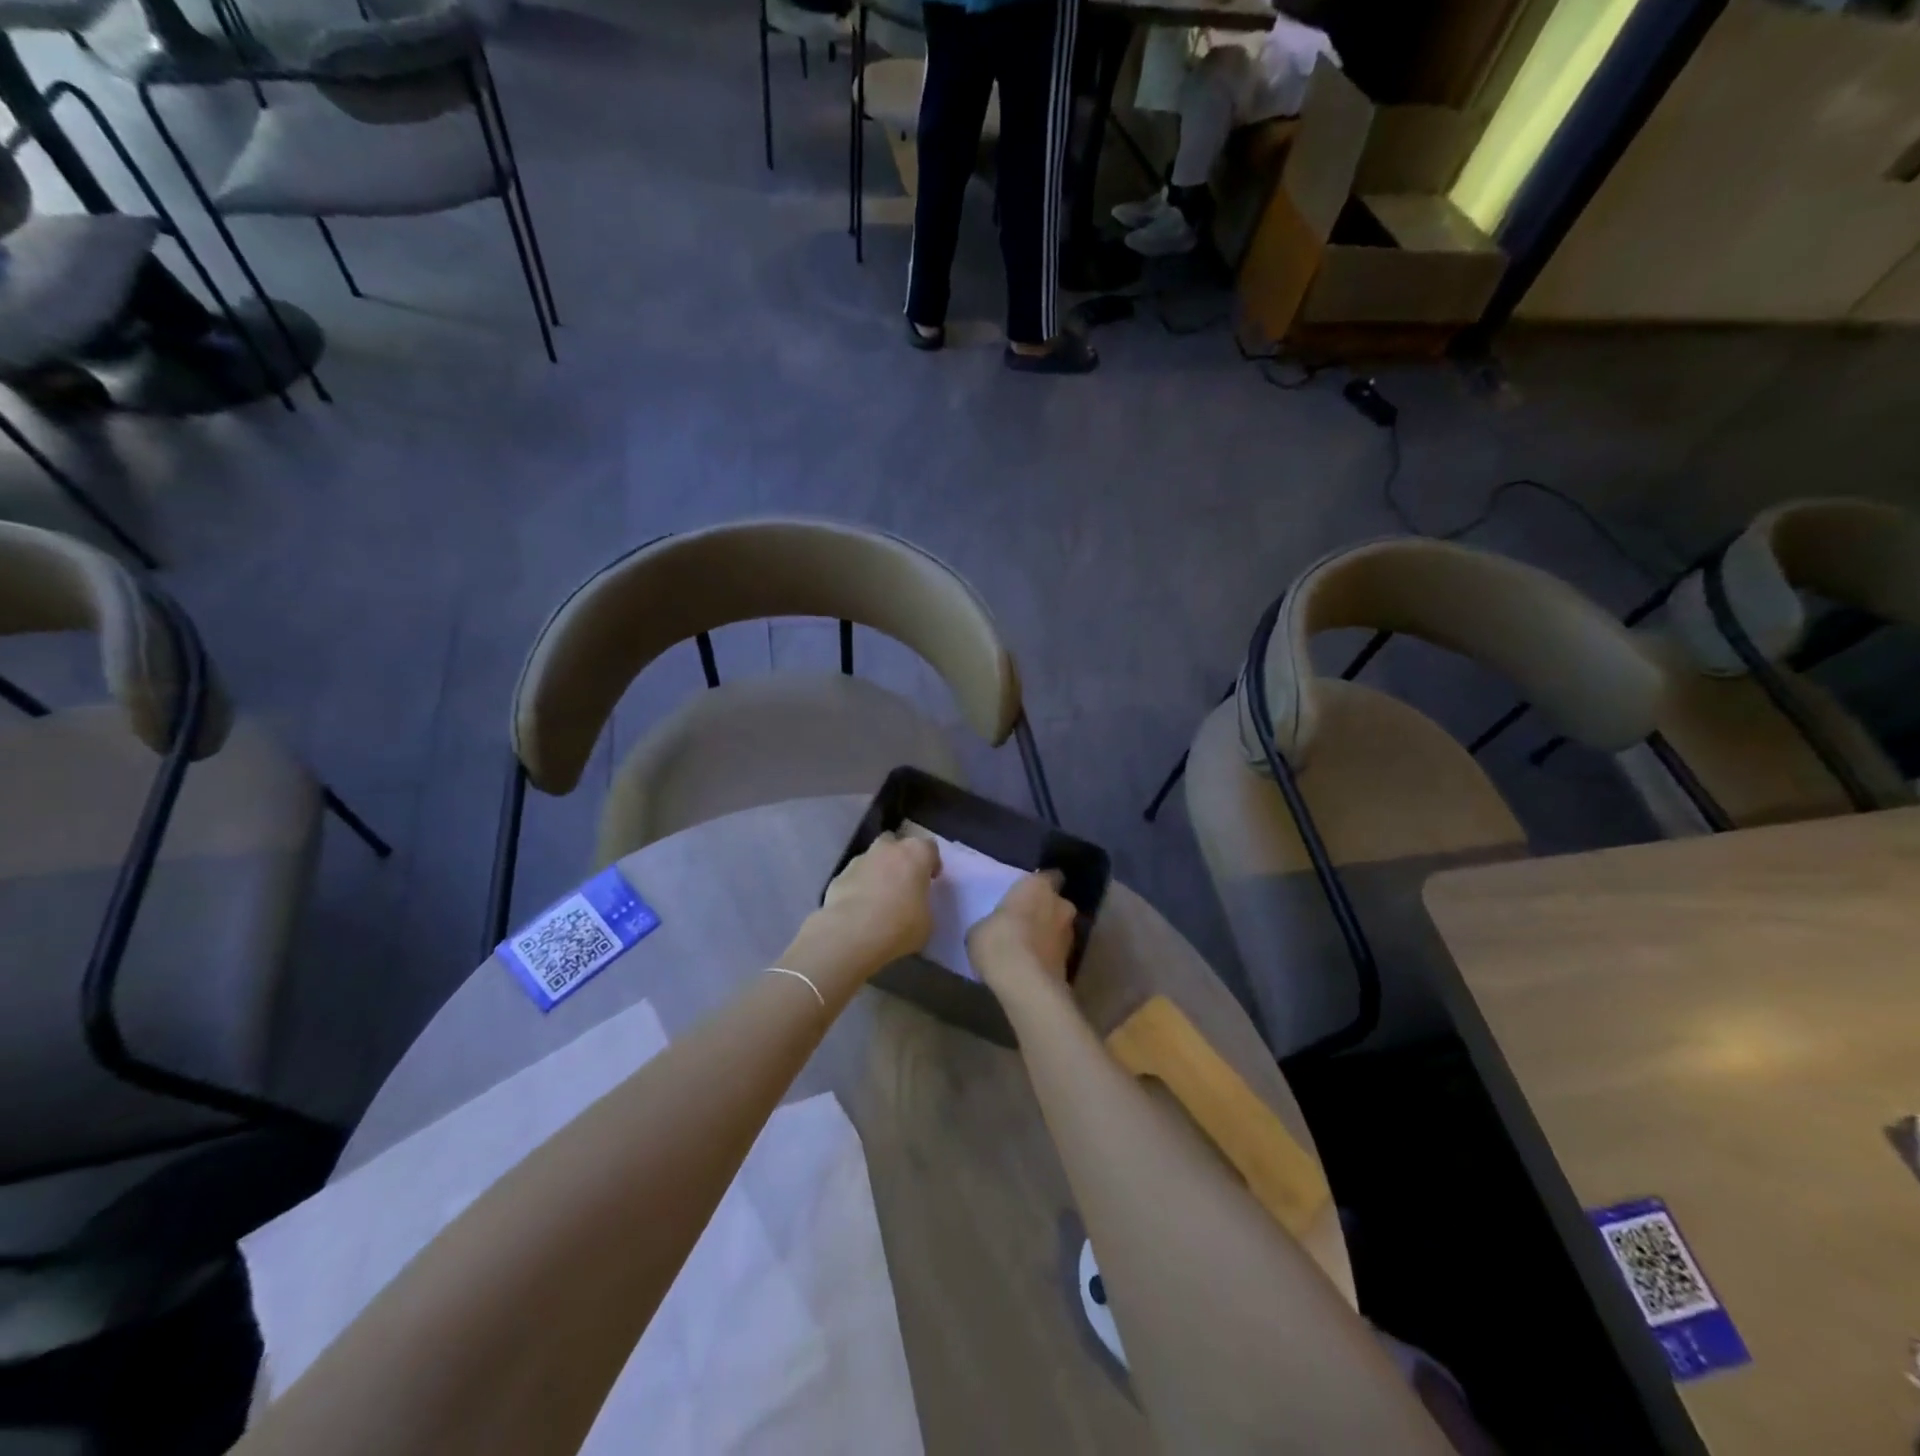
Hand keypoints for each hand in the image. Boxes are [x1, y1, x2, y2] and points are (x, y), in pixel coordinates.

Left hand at [787, 831, 940, 988]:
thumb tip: (914, 905)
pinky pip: (853, 879)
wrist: (852, 934)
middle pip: (895, 845)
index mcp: (915, 853)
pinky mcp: (838, 877)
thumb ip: (922, 904)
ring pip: (872, 860)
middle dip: (899, 860)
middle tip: (903, 883)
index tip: (930, 880)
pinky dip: (857, 889)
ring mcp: (859, 860)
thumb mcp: (927, 921)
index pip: (928, 848)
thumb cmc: (900, 925)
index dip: (930, 863)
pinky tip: (858, 911)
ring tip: (878, 901)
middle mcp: (887, 849)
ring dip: (876, 873)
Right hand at [968, 870, 1075, 992]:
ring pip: (1059, 929)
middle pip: (1056, 903)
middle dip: (1045, 911)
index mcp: (1038, 886)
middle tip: (1025, 923)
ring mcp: (1070, 934)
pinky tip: (1031, 967)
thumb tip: (995, 928)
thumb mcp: (980, 929)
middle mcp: (1061, 904)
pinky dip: (1048, 957)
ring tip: (1027, 949)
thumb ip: (994, 922)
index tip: (1027, 894)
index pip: (1049, 876)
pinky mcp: (1071, 962)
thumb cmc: (999, 942)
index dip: (1039, 885)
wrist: (1025, 983)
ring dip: (1048, 935)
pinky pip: (1056, 952)